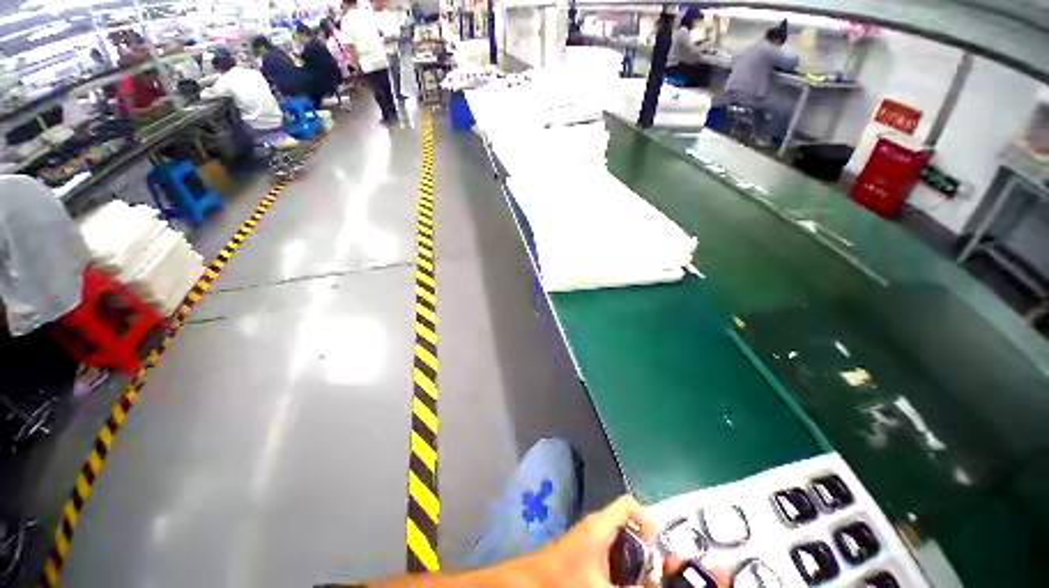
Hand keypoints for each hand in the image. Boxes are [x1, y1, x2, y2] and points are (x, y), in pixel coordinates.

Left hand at [509, 494, 655, 586]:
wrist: (532, 580)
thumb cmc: (565, 579)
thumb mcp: (602, 587)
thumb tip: (651, 585)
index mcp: (601, 524)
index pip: (630, 505)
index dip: (648, 521)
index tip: (656, 549)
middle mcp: (597, 525)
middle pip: (629, 525)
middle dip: (645, 548)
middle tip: (654, 573)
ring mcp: (590, 536)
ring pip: (621, 540)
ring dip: (634, 558)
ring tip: (642, 580)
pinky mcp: (586, 548)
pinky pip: (611, 549)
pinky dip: (622, 563)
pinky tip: (622, 581)